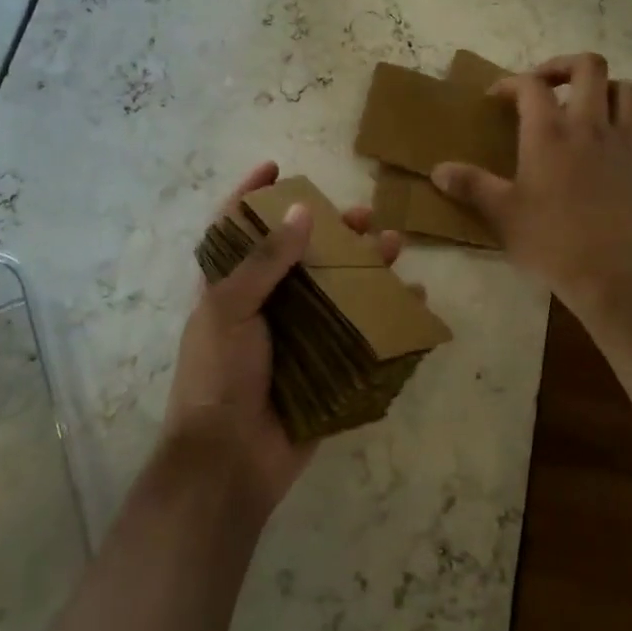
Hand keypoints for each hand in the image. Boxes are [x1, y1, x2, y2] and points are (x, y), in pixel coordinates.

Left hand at [162, 161, 405, 516]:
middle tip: (362, 214)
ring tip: (395, 246)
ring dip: (366, 265)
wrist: (229, 463)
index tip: (278, 167)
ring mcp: (299, 336)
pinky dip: (387, 314)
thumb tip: (300, 211)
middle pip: (301, 254)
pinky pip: (360, 331)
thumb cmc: (218, 376)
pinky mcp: (326, 365)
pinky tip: (413, 300)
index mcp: (230, 288)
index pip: (237, 228)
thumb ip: (264, 261)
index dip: (251, 195)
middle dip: (332, 229)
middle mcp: (266, 305)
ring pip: (337, 288)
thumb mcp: (229, 310)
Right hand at [432, 52, 631, 309]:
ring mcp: (622, 144)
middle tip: (545, 85)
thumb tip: (437, 171)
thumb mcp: (502, 214)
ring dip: (605, 88)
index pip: (531, 85)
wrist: (613, 275)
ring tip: (584, 105)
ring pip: (627, 90)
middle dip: (564, 66)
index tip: (495, 98)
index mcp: (549, 133)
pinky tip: (614, 139)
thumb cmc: (551, 241)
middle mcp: (589, 126)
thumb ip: (471, 185)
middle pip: (589, 67)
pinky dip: (631, 124)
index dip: (510, 83)